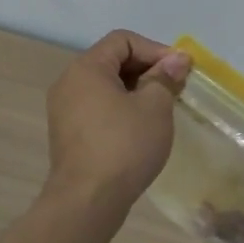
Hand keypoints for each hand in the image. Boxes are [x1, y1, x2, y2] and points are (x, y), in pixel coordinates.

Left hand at [46, 30, 190, 214]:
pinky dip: (122, 109)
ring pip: (107, 86)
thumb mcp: (155, 106)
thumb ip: (165, 77)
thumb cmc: (124, 145)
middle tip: (175, 88)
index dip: (155, 49)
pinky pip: (99, 107)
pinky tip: (142, 128)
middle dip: (148, 69)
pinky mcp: (69, 134)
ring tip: (162, 108)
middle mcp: (69, 83)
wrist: (87, 202)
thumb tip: (177, 59)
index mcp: (86, 68)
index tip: (179, 70)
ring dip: (137, 91)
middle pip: (113, 61)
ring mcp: (65, 110)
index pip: (123, 40)